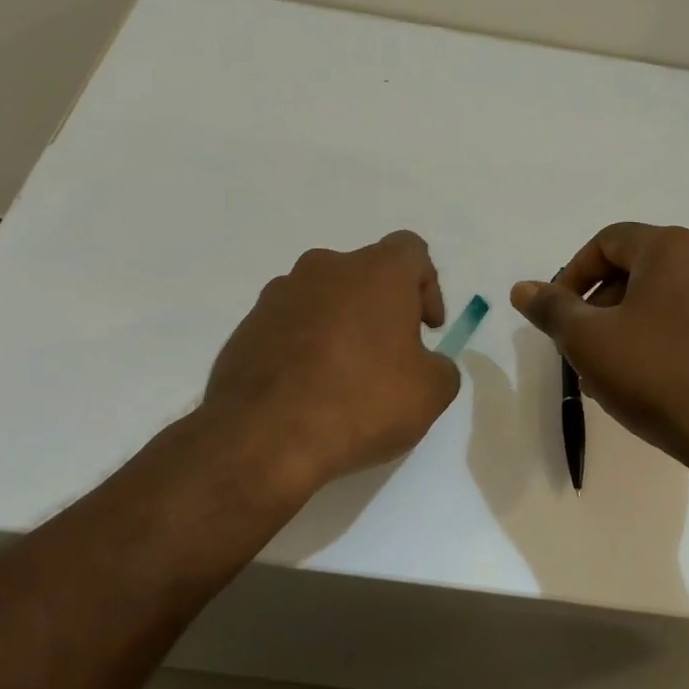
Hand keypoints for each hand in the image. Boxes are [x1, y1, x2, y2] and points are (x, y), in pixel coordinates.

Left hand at [203, 230, 461, 496]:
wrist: (263, 438)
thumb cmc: (360, 403)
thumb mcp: (430, 394)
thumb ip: (441, 367)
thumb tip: (427, 364)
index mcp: (376, 271)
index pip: (411, 250)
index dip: (427, 286)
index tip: (427, 329)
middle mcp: (325, 268)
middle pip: (365, 274)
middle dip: (382, 308)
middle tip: (390, 356)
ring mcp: (279, 294)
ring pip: (324, 299)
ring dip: (341, 326)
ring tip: (344, 377)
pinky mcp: (247, 325)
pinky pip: (290, 325)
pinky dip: (305, 346)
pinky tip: (308, 390)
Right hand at [510, 223, 688, 479]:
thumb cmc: (661, 378)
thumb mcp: (590, 343)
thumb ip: (552, 309)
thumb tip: (523, 288)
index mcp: (674, 248)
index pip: (608, 241)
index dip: (574, 274)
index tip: (560, 315)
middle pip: (642, 268)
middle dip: (605, 304)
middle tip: (586, 347)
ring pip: (674, 297)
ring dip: (637, 323)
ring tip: (620, 371)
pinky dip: (675, 337)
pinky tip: (663, 380)